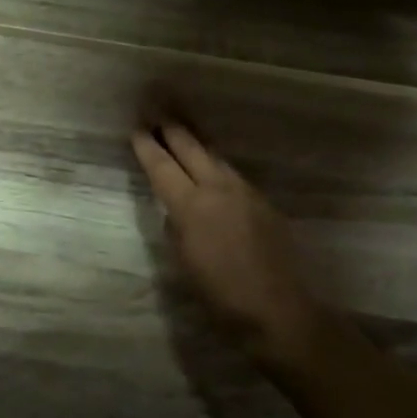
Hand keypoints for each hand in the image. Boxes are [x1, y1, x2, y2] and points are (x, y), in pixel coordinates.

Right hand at [131, 118, 323, 364]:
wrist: (280, 310)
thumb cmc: (221, 295)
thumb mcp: (184, 263)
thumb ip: (176, 229)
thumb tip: (175, 211)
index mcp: (191, 206)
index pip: (162, 166)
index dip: (147, 145)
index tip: (136, 127)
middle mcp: (218, 189)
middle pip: (190, 147)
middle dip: (171, 127)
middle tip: (156, 107)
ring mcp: (245, 192)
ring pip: (214, 156)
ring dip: (195, 140)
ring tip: (182, 127)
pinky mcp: (263, 202)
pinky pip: (232, 174)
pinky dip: (215, 163)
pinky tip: (211, 166)